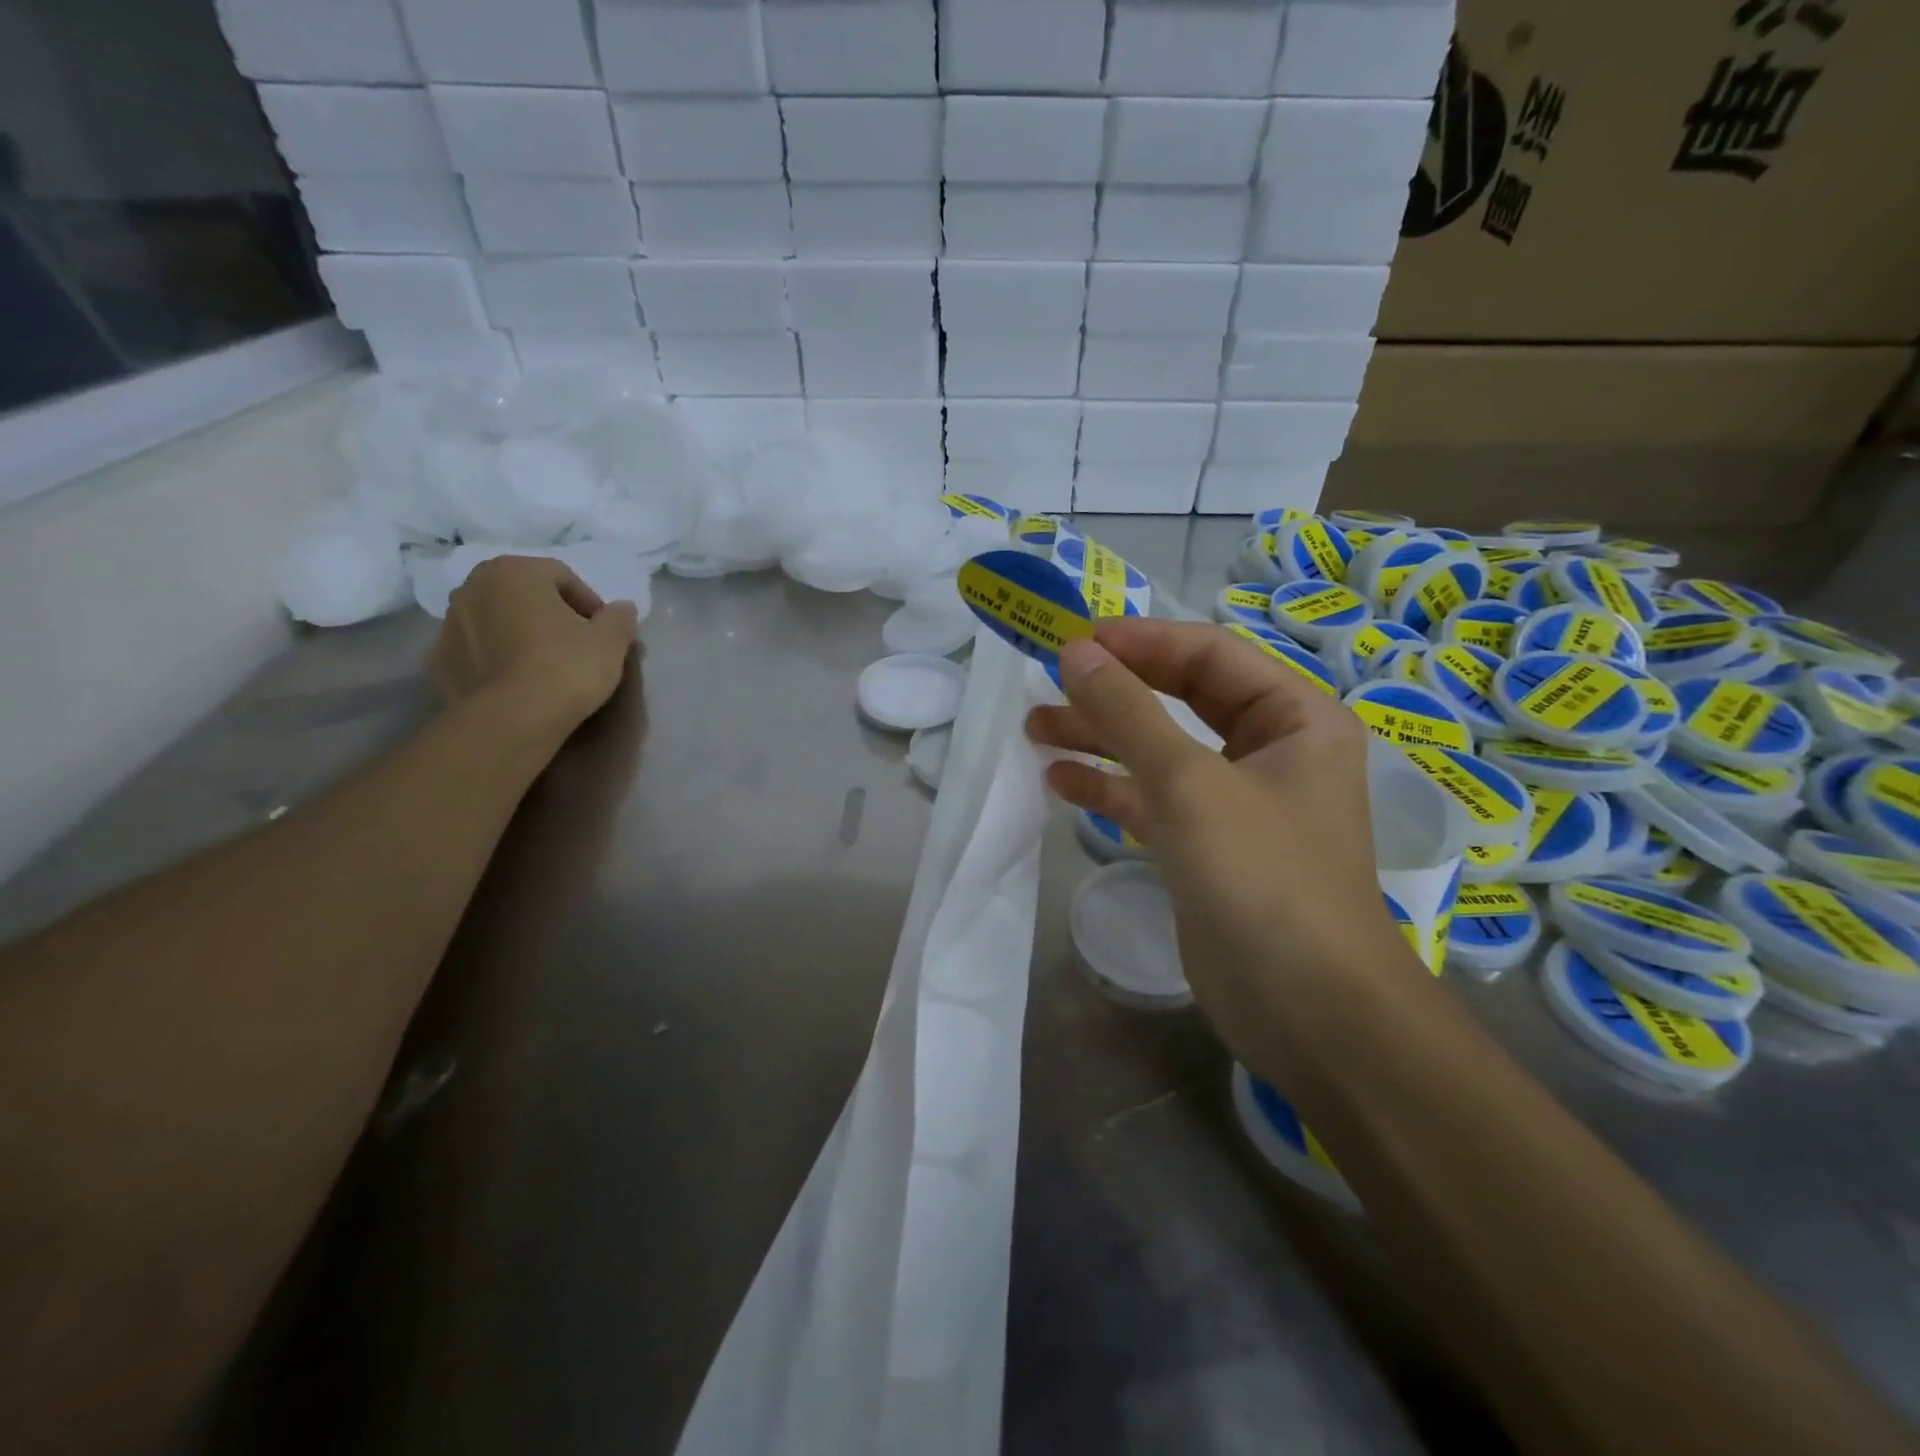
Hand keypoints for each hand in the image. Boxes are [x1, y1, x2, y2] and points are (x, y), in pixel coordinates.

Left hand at [429, 556, 639, 737]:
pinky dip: (494, 659)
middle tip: (575, 643)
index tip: (604, 631)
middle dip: (550, 613)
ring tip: (545, 665)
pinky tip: (517, 681)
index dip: (589, 603)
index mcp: (515, 571)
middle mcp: (473, 587)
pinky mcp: (438, 662)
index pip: (561, 576)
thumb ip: (619, 618)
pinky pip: (475, 651)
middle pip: (523, 594)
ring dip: (519, 633)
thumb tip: (622, 609)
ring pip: (496, 621)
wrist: (515, 718)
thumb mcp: (611, 640)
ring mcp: (449, 625)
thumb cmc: (567, 665)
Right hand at [1027, 619, 1417, 1059]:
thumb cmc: (1264, 878)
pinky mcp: (1205, 846)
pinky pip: (1152, 799)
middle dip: (1115, 690)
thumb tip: (1075, 652)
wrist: (1306, 1011)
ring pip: (1160, 750)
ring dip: (1101, 737)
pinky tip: (1059, 781)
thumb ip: (1129, 714)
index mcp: (1295, 718)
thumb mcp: (1190, 783)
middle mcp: (1270, 751)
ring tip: (1035, 728)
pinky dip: (1109, 787)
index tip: (1074, 641)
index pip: (1210, 655)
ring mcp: (1235, 801)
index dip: (1141, 641)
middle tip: (1049, 682)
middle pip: (1182, 698)